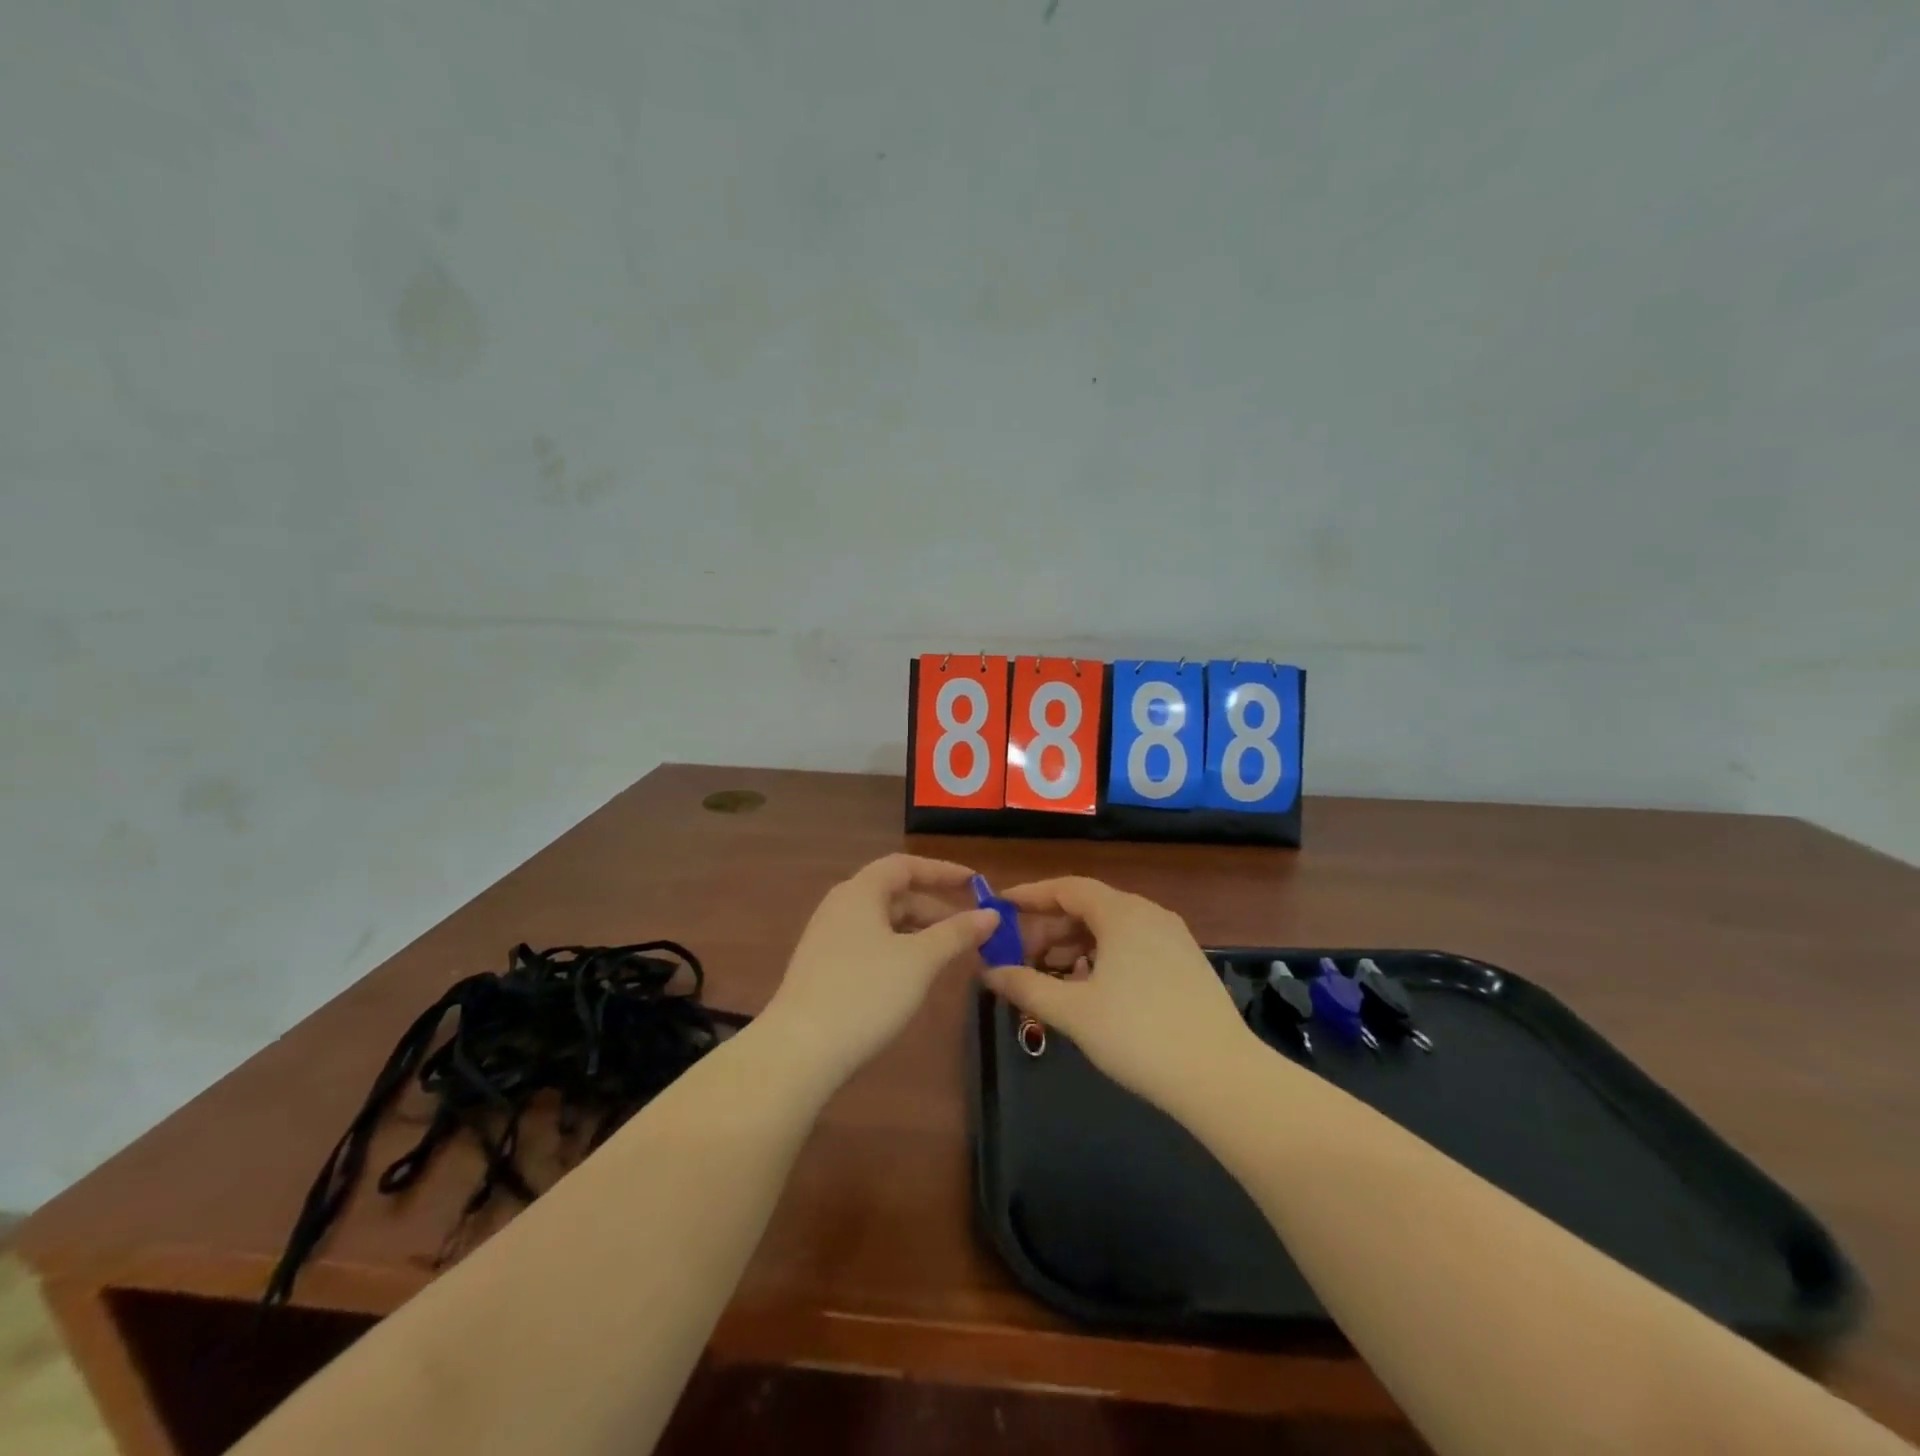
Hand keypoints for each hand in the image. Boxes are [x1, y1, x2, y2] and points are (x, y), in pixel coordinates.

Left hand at [760, 854, 999, 1079]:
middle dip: (936, 908)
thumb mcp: (920, 961)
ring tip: (950, 954)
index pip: (905, 865)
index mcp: (860, 892)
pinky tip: (915, 976)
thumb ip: (956, 933)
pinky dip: (899, 950)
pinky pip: (870, 945)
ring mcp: (828, 938)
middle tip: (972, 929)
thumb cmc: (865, 992)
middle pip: (895, 894)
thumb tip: (991, 914)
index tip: (976, 883)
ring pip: (883, 923)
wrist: (799, 1050)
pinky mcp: (823, 969)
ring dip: (919, 932)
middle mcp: (841, 906)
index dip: (942, 871)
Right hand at [985, 876, 1256, 1113]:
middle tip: (1019, 955)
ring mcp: (1173, 938)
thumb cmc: (1139, 1036)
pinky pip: (1133, 946)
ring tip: (1050, 976)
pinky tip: (1090, 990)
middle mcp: (1149, 914)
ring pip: (1111, 929)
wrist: (1222, 1078)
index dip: (1030, 895)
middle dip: (1049, 928)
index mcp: (1122, 913)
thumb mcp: (1073, 1012)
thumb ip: (1026, 986)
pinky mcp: (1187, 964)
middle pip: (1088, 907)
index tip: (1000, 908)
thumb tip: (989, 972)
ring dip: (1075, 946)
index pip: (1066, 887)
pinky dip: (1103, 958)